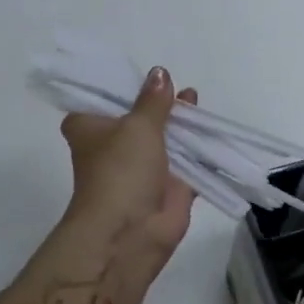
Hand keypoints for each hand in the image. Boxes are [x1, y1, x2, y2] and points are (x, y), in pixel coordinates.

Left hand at [60, 66, 197, 257]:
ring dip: (180, 123)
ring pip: (163, 137)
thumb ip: (154, 100)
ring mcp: (141, 166)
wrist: (131, 232)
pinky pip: (185, 160)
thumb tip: (160, 73)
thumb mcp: (138, 125)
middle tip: (179, 82)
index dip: (122, 84)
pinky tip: (213, 127)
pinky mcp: (168, 185)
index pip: (102, 97)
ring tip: (196, 99)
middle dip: (159, 102)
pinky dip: (198, 147)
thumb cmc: (121, 170)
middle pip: (138, 115)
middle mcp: (112, 144)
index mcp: (90, 127)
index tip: (144, 70)